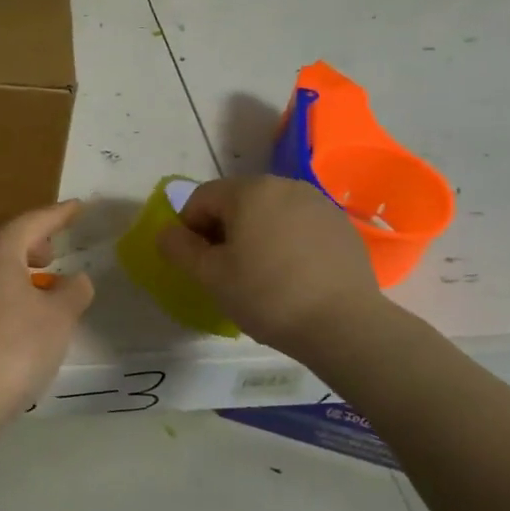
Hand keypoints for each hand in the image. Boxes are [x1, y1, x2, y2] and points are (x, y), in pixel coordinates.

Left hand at [0, 200, 94, 435]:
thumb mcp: (58, 318)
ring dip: (9, 259)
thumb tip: (76, 279)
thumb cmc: (13, 348)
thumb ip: (72, 291)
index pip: (33, 220)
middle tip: (50, 254)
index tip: (77, 207)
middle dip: (28, 237)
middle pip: (1, 232)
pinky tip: (9, 305)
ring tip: (33, 281)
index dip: (59, 214)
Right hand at [155, 175, 385, 356]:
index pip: (201, 199)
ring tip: (260, 274)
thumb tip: (166, 232)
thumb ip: (179, 248)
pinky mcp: (341, 225)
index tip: (198, 263)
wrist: (344, 325)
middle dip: (223, 230)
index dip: (189, 229)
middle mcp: (284, 185)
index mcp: (249, 190)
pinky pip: (299, 225)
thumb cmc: (267, 295)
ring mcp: (318, 203)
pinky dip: (286, 242)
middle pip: (237, 201)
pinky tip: (292, 275)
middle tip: (225, 270)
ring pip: (269, 212)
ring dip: (255, 234)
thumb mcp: (210, 276)